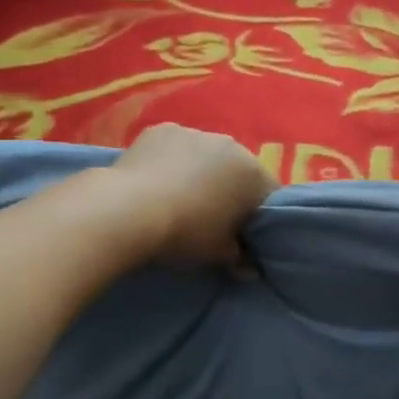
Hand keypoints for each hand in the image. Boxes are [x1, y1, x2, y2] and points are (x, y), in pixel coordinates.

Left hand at [108, 124, 275, 264]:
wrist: (128, 210)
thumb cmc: (186, 232)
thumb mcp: (218, 254)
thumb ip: (240, 258)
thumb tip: (251, 269)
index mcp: (253, 173)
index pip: (270, 196)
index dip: (258, 216)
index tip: (244, 234)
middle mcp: (231, 145)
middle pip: (239, 171)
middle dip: (230, 190)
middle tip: (212, 218)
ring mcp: (195, 132)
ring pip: (207, 155)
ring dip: (201, 172)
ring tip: (179, 199)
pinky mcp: (162, 129)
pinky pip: (176, 147)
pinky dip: (172, 161)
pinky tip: (156, 182)